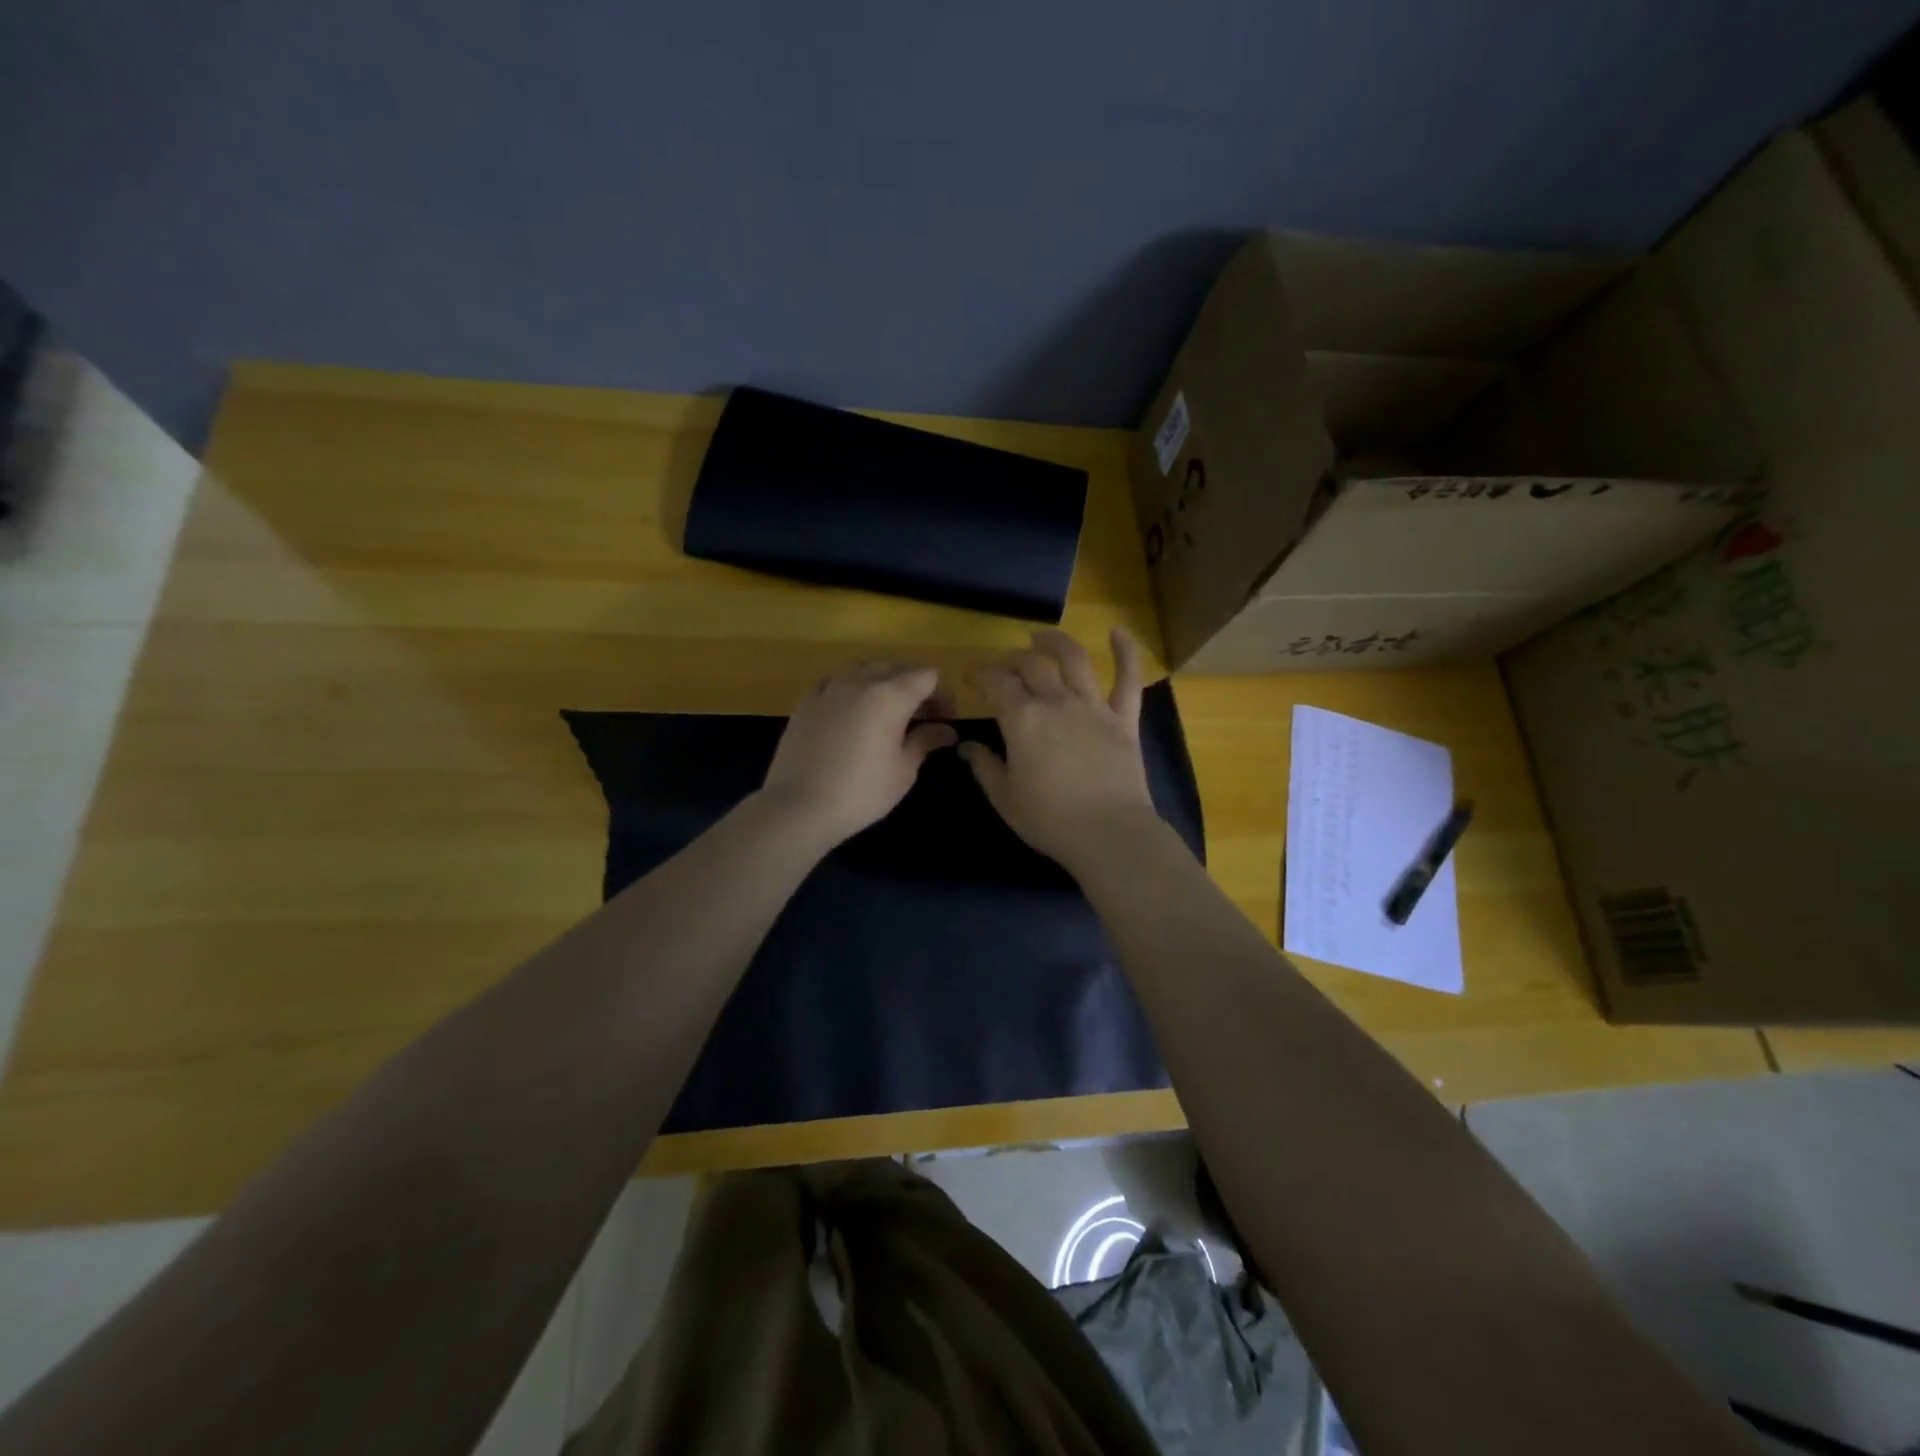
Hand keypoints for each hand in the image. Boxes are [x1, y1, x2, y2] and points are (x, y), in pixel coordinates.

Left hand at [760, 661, 957, 847]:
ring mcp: (829, 689)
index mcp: (889, 696)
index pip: (926, 677)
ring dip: (883, 681)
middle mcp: (859, 682)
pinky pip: (835, 681)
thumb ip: (925, 741)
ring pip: (863, 669)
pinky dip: (852, 687)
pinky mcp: (806, 702)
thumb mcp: (903, 770)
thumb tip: (947, 731)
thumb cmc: (861, 792)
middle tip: (924, 716)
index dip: (942, 694)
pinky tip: (852, 709)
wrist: (799, 807)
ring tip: (889, 709)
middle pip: (896, 667)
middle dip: (915, 685)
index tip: (946, 719)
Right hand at [961, 628, 1159, 869]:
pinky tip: (1118, 632)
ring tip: (1042, 637)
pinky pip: (1128, 679)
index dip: (981, 674)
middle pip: (1032, 664)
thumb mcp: (1005, 798)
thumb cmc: (1050, 820)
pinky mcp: (1124, 719)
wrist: (1109, 833)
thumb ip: (984, 767)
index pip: (997, 682)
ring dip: (1056, 643)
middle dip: (1014, 660)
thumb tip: (967, 746)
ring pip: (1075, 660)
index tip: (972, 678)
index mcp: (1022, 719)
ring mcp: (1094, 706)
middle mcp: (1057, 702)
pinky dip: (1126, 652)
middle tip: (1006, 667)